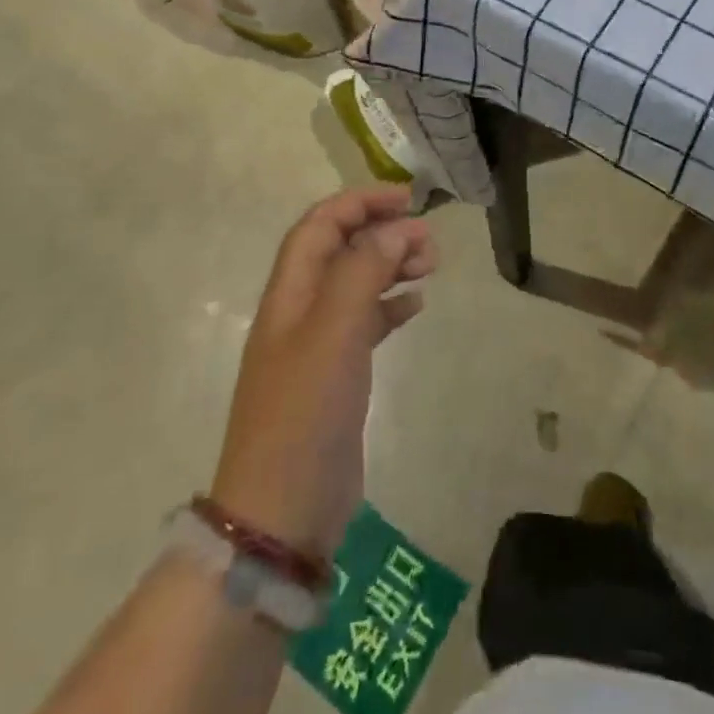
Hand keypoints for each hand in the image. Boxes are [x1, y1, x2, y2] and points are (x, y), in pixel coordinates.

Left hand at [211, 187, 436, 561]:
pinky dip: (391, 306)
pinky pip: (367, 322)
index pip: (320, 225)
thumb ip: (363, 272)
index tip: (407, 200)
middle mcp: (301, 311)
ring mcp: (318, 345)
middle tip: (429, 240)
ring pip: (357, 283)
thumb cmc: (305, 413)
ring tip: (430, 265)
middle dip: (382, 232)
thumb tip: (397, 228)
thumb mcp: (334, 332)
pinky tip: (416, 304)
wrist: (282, 512)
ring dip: (391, 265)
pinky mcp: (337, 375)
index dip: (359, 203)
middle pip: (340, 250)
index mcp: (290, 293)